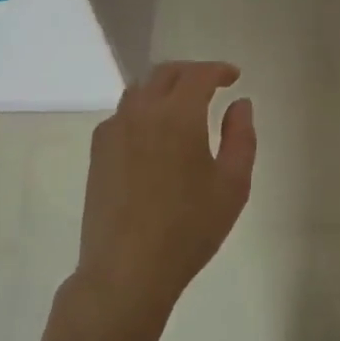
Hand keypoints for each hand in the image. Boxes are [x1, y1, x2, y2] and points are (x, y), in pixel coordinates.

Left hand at [77, 61, 256, 316]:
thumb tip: (240, 104)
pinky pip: (122, 113)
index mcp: (178, 115)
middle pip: (165, 73)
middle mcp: (142, 111)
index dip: (218, 70)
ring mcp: (115, 129)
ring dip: (164, 87)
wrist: (126, 270)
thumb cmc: (188, 229)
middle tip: (211, 85)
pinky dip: (142, 109)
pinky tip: (152, 133)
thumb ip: (241, 137)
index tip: (233, 77)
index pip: (198, 74)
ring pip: (140, 89)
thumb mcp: (232, 185)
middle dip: (191, 73)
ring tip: (182, 104)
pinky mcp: (99, 150)